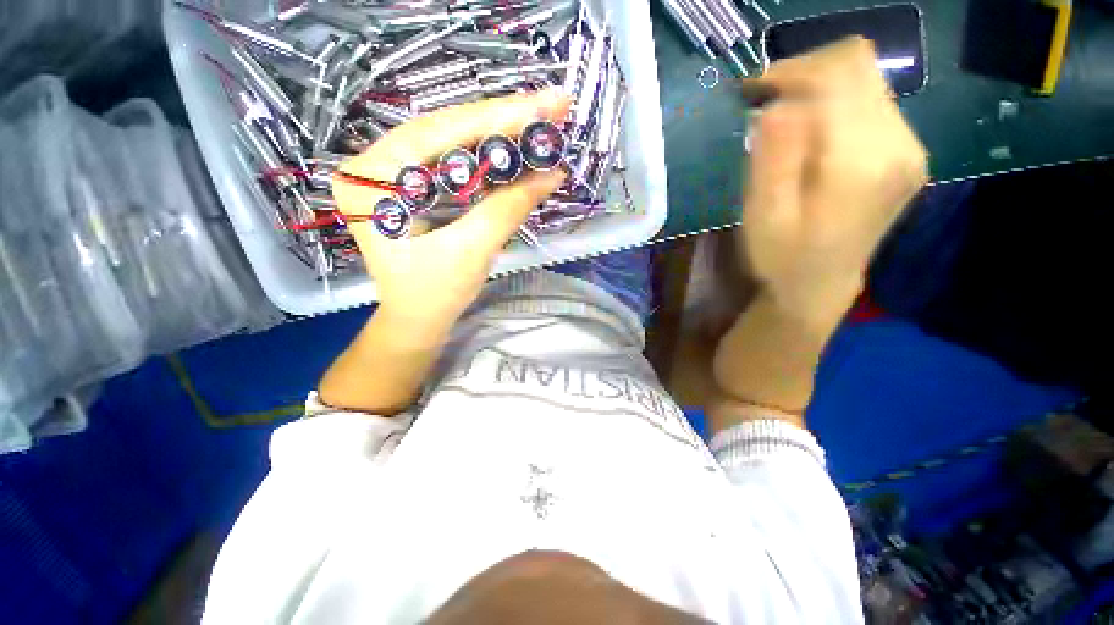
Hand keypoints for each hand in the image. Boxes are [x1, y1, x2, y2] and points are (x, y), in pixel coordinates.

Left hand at [333, 90, 570, 335]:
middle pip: (446, 129)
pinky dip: (487, 155)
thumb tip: (552, 174)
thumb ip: (509, 208)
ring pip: (451, 141)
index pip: (440, 132)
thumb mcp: (472, 251)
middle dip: (503, 119)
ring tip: (540, 120)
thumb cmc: (435, 295)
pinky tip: (514, 144)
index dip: (498, 117)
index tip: (547, 103)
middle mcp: (374, 165)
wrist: (417, 321)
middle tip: (552, 106)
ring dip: (498, 132)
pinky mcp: (410, 185)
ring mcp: (391, 173)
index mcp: (373, 179)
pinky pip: (452, 160)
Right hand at [740, 36, 928, 325]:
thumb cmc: (781, 256)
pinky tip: (809, 133)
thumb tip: (778, 103)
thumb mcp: (763, 214)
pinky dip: (834, 103)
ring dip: (818, 87)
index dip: (792, 69)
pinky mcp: (907, 151)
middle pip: (858, 65)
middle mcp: (901, 144)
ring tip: (782, 119)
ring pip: (865, 78)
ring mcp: (910, 146)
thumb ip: (774, 157)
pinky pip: (871, 100)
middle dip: (804, 72)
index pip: (838, 74)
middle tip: (763, 101)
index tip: (753, 90)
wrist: (819, 284)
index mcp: (862, 162)